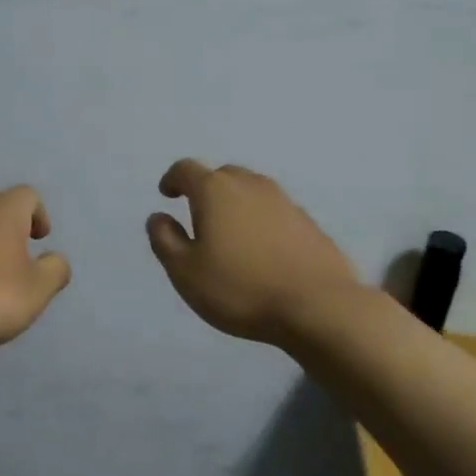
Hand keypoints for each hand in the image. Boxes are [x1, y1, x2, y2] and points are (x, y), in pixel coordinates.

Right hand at [146, 160, 360, 345]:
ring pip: (251, 192)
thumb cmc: (240, 288)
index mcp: (216, 191)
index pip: (186, 169)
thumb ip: (165, 240)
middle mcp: (251, 185)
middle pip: (222, 175)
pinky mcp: (308, 223)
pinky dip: (261, 222)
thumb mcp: (185, 271)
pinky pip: (275, 212)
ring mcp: (285, 201)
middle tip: (198, 217)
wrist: (317, 306)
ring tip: (230, 235)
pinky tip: (261, 251)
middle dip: (205, 190)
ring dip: (236, 205)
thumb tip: (159, 217)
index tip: (167, 195)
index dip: (172, 179)